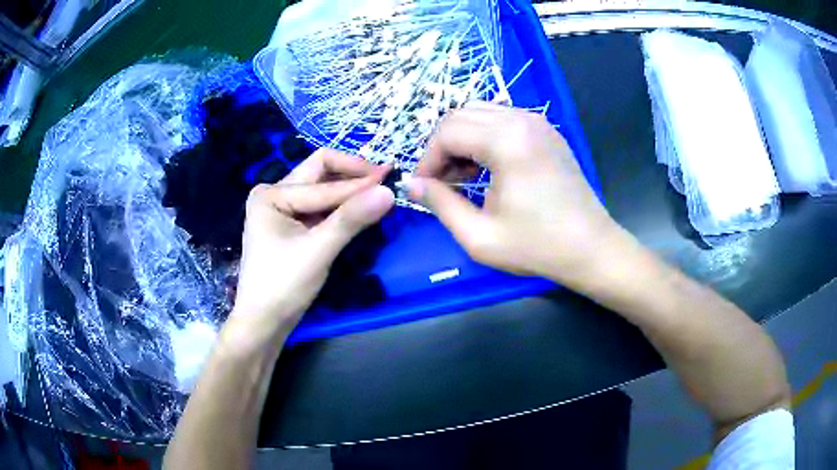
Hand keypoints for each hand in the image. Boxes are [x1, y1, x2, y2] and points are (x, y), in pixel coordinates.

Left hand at [231, 149, 393, 335]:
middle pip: (319, 173)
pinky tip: (360, 208)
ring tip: (379, 190)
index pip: (323, 182)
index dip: (358, 183)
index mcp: (271, 194)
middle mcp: (274, 194)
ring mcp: (282, 209)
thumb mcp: (318, 251)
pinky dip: (341, 207)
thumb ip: (351, 219)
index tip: (392, 179)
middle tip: (385, 176)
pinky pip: (320, 208)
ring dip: (348, 190)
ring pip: (321, 190)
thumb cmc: (283, 286)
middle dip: (352, 174)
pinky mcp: (291, 226)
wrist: (264, 322)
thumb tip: (388, 191)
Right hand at [407, 102, 623, 287]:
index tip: (424, 189)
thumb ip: (440, 205)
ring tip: (464, 177)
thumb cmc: (538, 247)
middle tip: (442, 183)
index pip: (447, 132)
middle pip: (460, 115)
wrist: (591, 248)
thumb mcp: (480, 237)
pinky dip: (484, 137)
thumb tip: (411, 184)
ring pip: (480, 113)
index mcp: (506, 141)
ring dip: (462, 140)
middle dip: (442, 147)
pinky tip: (489, 168)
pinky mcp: (547, 130)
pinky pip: (502, 119)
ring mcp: (538, 122)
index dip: (427, 160)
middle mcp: (522, 120)